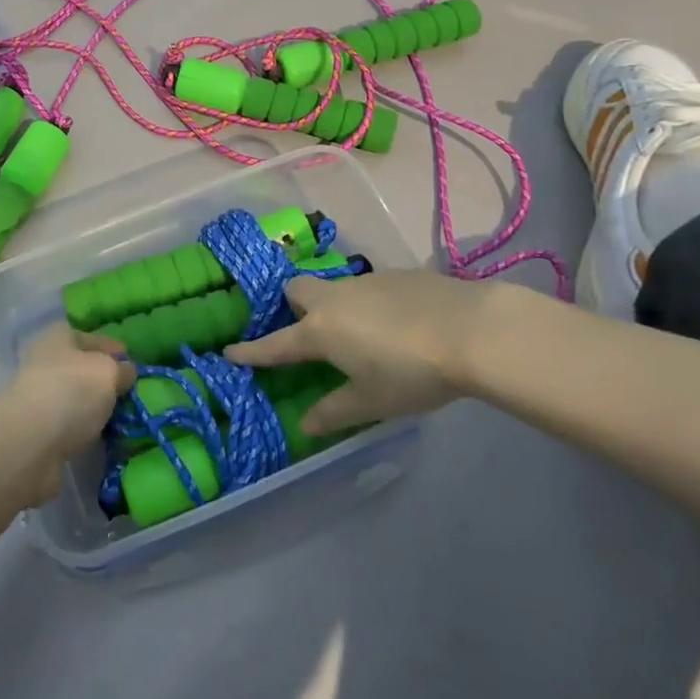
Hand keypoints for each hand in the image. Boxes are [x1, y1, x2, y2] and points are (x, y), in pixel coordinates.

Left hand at [2, 325, 135, 502]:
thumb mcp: (109, 371)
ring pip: (76, 400)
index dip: (114, 350)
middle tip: (132, 396)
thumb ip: (122, 370)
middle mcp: (45, 363)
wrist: (30, 444)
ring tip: (122, 421)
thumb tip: (126, 373)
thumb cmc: (72, 391)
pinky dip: (85, 433)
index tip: (135, 367)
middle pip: (82, 369)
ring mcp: (39, 399)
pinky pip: (70, 428)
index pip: (92, 337)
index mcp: (59, 337)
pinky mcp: (38, 433)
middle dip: (105, 382)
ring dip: (95, 410)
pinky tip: (103, 439)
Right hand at [224, 269, 506, 435]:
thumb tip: (304, 424)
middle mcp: (334, 299)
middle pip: (296, 290)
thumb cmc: (411, 373)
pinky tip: (398, 324)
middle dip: (292, 307)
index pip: (275, 344)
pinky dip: (369, 303)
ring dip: (334, 305)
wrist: (470, 330)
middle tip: (309, 332)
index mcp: (320, 331)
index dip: (251, 351)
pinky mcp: (396, 274)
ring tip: (361, 333)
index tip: (228, 351)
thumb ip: (334, 411)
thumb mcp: (371, 402)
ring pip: (334, 287)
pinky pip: (368, 287)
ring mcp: (364, 281)